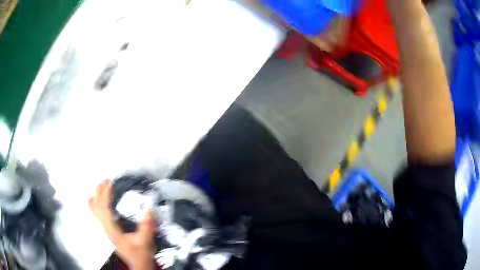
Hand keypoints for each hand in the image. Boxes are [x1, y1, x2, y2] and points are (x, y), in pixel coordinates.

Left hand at [89, 180, 155, 269]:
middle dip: (98, 192)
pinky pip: (98, 214)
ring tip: (101, 187)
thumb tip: (148, 209)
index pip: (103, 208)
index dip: (105, 194)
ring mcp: (106, 229)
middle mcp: (106, 228)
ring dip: (96, 197)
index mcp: (112, 230)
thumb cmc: (141, 254)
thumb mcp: (145, 242)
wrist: (139, 263)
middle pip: (96, 207)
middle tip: (105, 181)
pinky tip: (101, 200)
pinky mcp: (109, 230)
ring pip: (94, 210)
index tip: (110, 183)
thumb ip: (146, 227)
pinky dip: (97, 204)